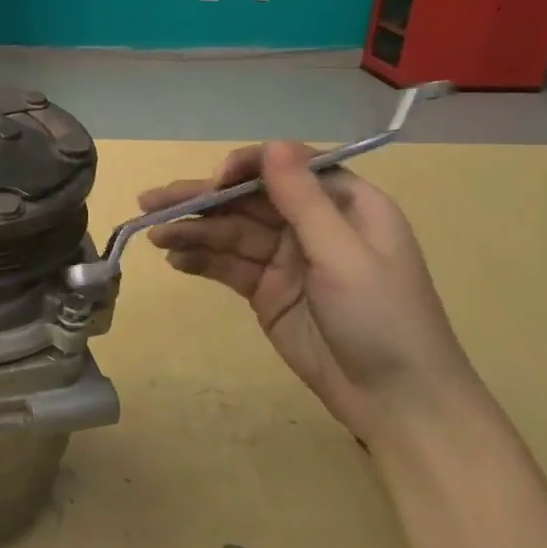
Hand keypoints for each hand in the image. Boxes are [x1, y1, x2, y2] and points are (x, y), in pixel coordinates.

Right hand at [139, 142, 476, 444]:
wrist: (397, 403)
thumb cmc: (383, 319)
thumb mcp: (344, 255)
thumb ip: (303, 201)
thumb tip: (272, 144)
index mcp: (344, 204)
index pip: (285, 169)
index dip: (244, 169)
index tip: (212, 184)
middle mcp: (312, 224)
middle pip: (248, 200)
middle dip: (201, 199)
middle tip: (149, 202)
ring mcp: (286, 260)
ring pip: (231, 233)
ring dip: (192, 231)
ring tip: (154, 236)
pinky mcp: (267, 293)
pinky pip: (228, 266)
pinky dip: (201, 261)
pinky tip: (174, 260)